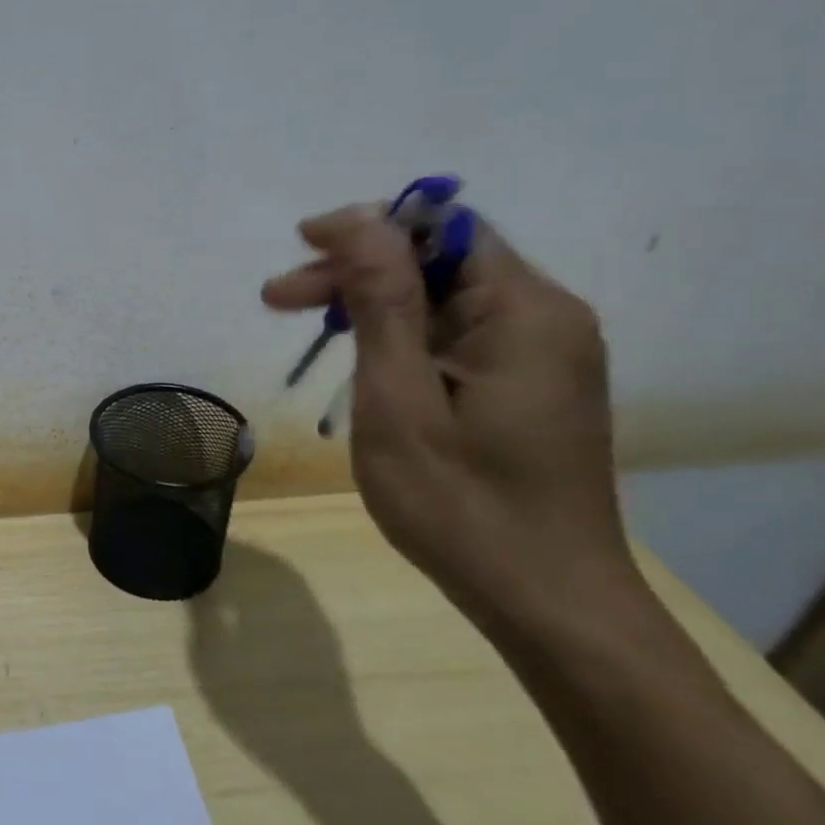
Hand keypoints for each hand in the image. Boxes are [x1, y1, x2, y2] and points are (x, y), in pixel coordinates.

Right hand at [262, 205, 630, 623]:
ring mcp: (542, 356)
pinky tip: (362, 361)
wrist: (547, 602)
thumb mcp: (400, 401)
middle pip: (440, 262)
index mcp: (524, 312)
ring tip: (306, 326)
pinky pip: (457, 336)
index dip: (367, 228)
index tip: (300, 246)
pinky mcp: (529, 387)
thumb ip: (383, 304)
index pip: (443, 230)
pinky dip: (401, 336)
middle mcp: (545, 319)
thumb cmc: (461, 505)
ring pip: (444, 300)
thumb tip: (362, 222)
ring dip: (372, 304)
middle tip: (277, 299)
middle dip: (356, 270)